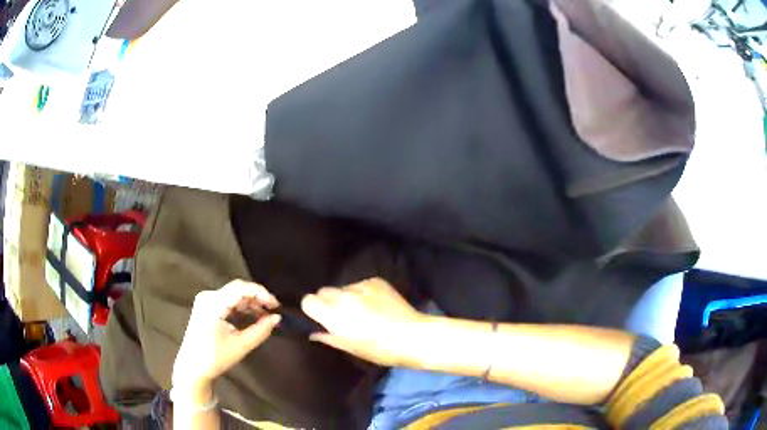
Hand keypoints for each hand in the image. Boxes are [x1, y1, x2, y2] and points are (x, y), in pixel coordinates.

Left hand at [172, 280, 281, 387]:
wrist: (192, 366)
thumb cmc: (214, 358)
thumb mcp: (240, 346)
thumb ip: (260, 331)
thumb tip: (277, 318)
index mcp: (212, 304)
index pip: (240, 289)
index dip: (261, 293)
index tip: (276, 305)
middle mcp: (208, 297)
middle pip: (237, 289)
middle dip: (257, 298)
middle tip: (273, 311)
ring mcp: (205, 300)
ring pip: (233, 294)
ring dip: (250, 302)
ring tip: (265, 316)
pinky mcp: (206, 306)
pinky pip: (228, 300)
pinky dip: (241, 306)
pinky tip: (252, 316)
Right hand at [301, 278, 424, 366]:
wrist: (412, 336)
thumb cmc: (380, 349)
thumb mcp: (351, 348)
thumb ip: (328, 337)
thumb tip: (314, 332)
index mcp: (334, 315)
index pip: (308, 300)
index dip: (313, 309)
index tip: (321, 318)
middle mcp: (344, 296)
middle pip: (323, 291)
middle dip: (328, 302)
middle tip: (341, 316)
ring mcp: (361, 286)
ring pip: (343, 288)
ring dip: (346, 297)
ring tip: (363, 311)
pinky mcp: (375, 281)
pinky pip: (360, 285)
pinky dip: (363, 293)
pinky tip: (376, 305)